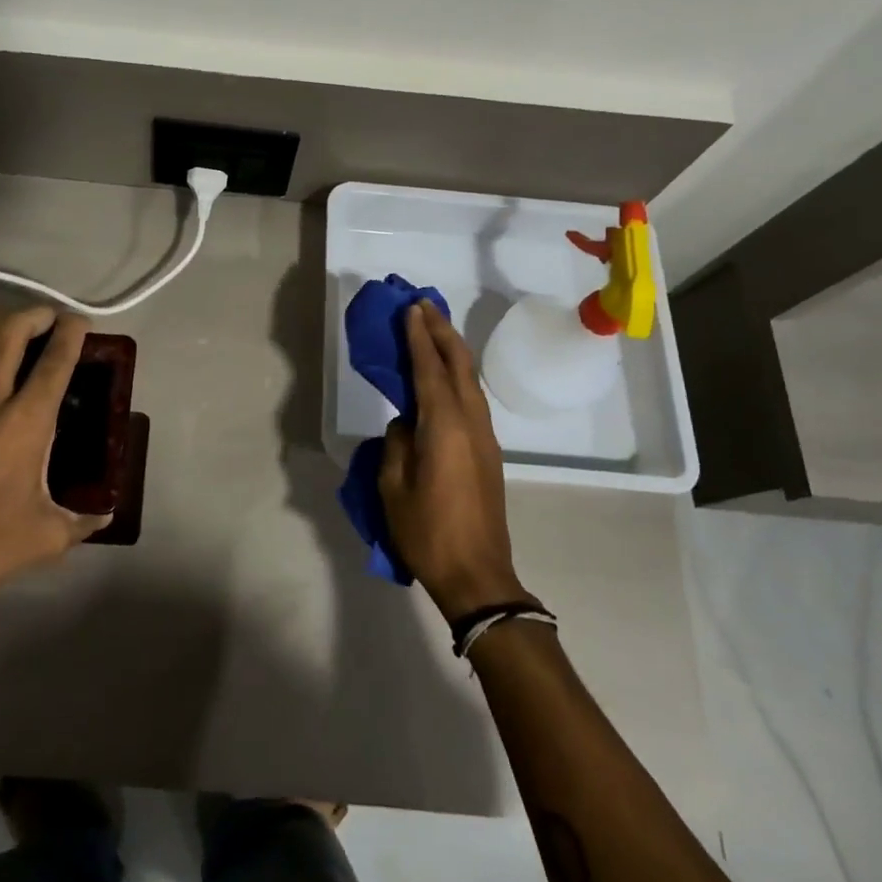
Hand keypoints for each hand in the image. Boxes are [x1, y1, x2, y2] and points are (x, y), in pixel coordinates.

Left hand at [0, 306, 110, 615]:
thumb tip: (106, 515)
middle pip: (10, 331)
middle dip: (35, 314)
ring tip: (12, 322)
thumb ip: (83, 522)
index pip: (54, 361)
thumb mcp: (47, 538)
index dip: (72, 333)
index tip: (81, 322)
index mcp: (25, 424)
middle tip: (49, 319)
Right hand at [380, 299, 530, 620]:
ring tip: (434, 330)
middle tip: (424, 305)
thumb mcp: (393, 486)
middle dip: (441, 331)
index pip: (429, 369)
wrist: (478, 576)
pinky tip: (445, 375)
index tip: (411, 308)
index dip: (419, 336)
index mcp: (444, 426)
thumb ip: (398, 443)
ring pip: (470, 380)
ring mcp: (485, 437)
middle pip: (459, 365)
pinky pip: (472, 399)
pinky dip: (457, 375)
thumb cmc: (427, 532)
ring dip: (452, 350)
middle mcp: (470, 422)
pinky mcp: (489, 452)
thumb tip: (407, 423)